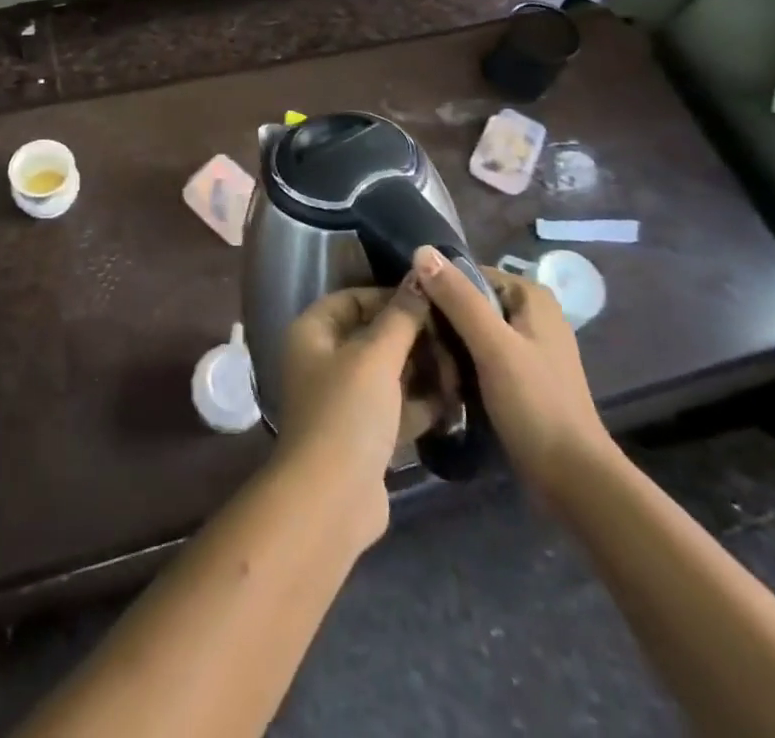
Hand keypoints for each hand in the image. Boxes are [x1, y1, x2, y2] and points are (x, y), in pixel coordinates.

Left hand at [276, 276, 439, 544]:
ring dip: (423, 370)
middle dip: (414, 337)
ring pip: (388, 373)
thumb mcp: (377, 356)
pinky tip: (456, 400)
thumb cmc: (347, 412)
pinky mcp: (363, 435)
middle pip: (374, 335)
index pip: (353, 299)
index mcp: (313, 333)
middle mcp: (323, 361)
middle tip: (455, 336)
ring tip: (462, 367)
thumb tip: (420, 272)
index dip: (390, 296)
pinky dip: (421, 403)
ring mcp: (343, 400)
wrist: (332, 501)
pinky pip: (396, 406)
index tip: (432, 300)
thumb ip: (401, 315)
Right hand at [412, 245, 613, 500]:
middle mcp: (531, 313)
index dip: (436, 289)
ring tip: (424, 363)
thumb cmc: (536, 405)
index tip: (410, 313)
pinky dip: (462, 363)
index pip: (467, 274)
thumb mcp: (493, 346)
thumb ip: (458, 298)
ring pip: (472, 330)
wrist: (574, 480)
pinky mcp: (522, 376)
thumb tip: (421, 250)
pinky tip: (443, 380)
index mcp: (530, 295)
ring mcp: (528, 346)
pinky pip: (481, 355)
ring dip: (449, 346)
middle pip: (469, 302)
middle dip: (442, 322)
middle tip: (415, 344)